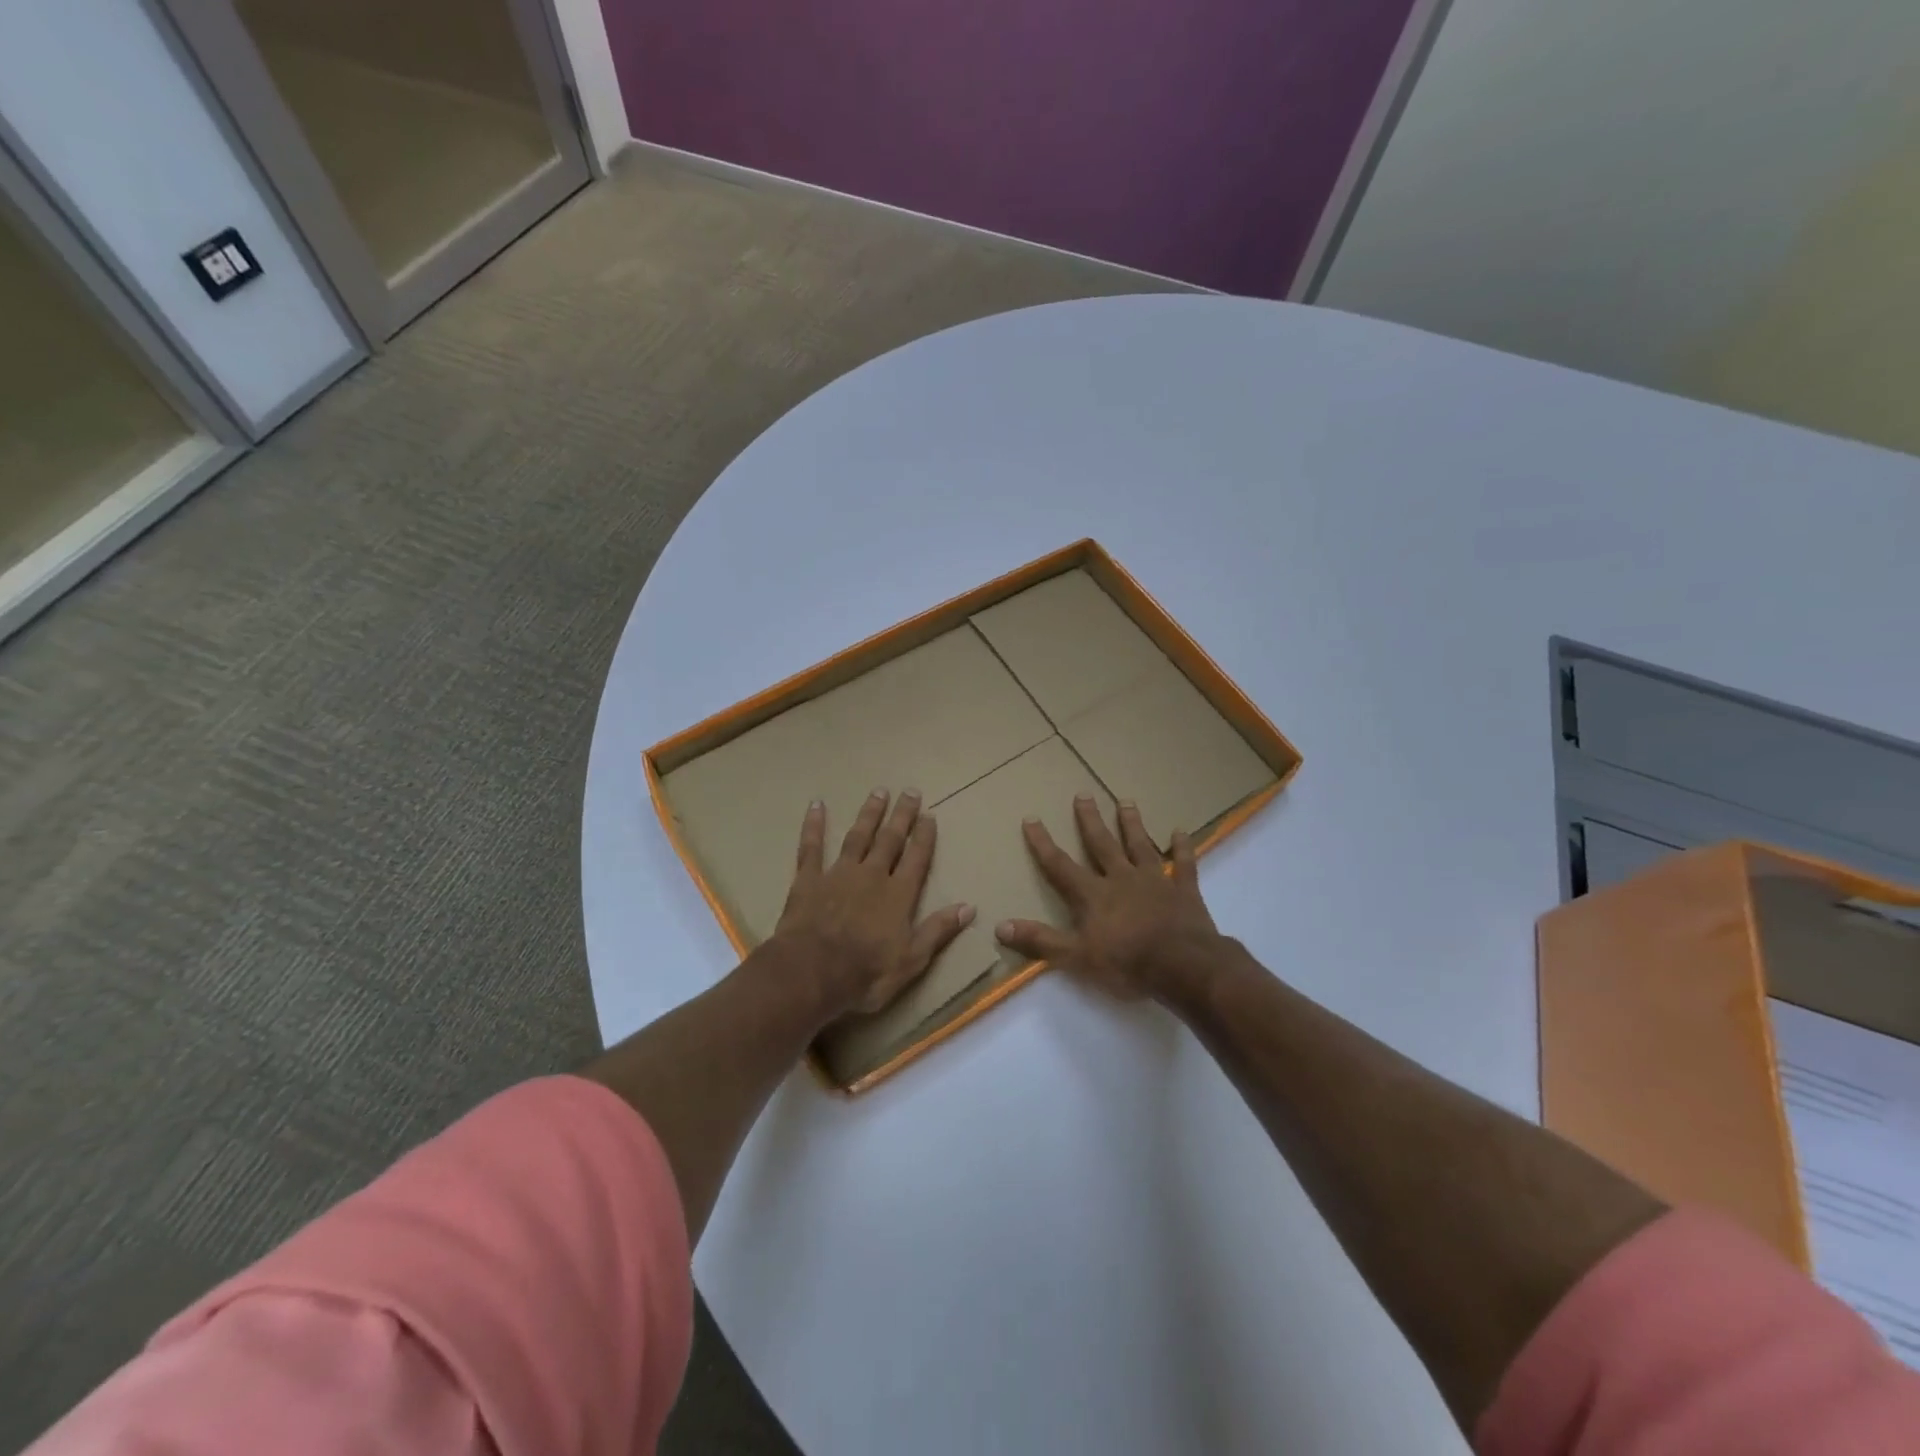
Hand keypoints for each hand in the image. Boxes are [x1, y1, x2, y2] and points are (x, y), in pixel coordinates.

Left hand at [768, 789, 973, 1019]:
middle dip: (902, 816)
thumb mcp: (911, 960)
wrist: (810, 973)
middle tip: (910, 791)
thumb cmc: (865, 973)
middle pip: (890, 840)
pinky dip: (814, 826)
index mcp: (898, 895)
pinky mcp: (808, 880)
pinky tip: (816, 806)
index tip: (930, 815)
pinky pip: (811, 847)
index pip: (916, 859)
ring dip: (869, 814)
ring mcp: (839, 874)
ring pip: (857, 837)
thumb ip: (938, 931)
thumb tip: (969, 907)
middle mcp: (872, 876)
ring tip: (879, 792)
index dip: (924, 837)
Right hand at [995, 796, 1224, 1000]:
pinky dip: (1182, 847)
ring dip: (1132, 824)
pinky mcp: (1184, 890)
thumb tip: (1000, 926)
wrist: (1183, 966)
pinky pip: (1183, 864)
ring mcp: (1155, 881)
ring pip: (1140, 845)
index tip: (1032, 818)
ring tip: (1126, 801)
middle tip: (1083, 794)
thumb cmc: (1127, 963)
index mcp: (1093, 895)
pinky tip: (1180, 831)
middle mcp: (1121, 879)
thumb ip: (1040, 941)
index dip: (1043, 843)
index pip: (1060, 865)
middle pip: (1102, 844)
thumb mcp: (1076, 957)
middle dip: (1090, 820)